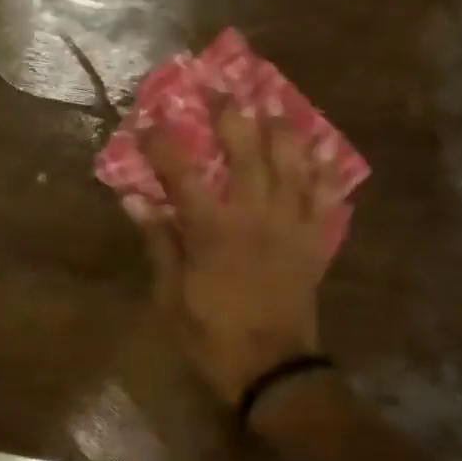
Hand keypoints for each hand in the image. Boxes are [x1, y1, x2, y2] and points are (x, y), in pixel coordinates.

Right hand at [126, 101, 341, 403]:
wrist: (273, 370)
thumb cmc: (212, 337)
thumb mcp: (171, 298)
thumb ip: (159, 245)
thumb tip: (136, 202)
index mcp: (212, 231)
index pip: (182, 173)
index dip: (164, 144)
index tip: (149, 123)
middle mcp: (255, 216)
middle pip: (247, 151)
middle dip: (231, 116)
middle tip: (221, 90)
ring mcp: (291, 226)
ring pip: (292, 164)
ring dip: (282, 131)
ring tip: (273, 108)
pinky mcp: (314, 242)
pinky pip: (325, 198)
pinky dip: (325, 172)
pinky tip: (323, 152)